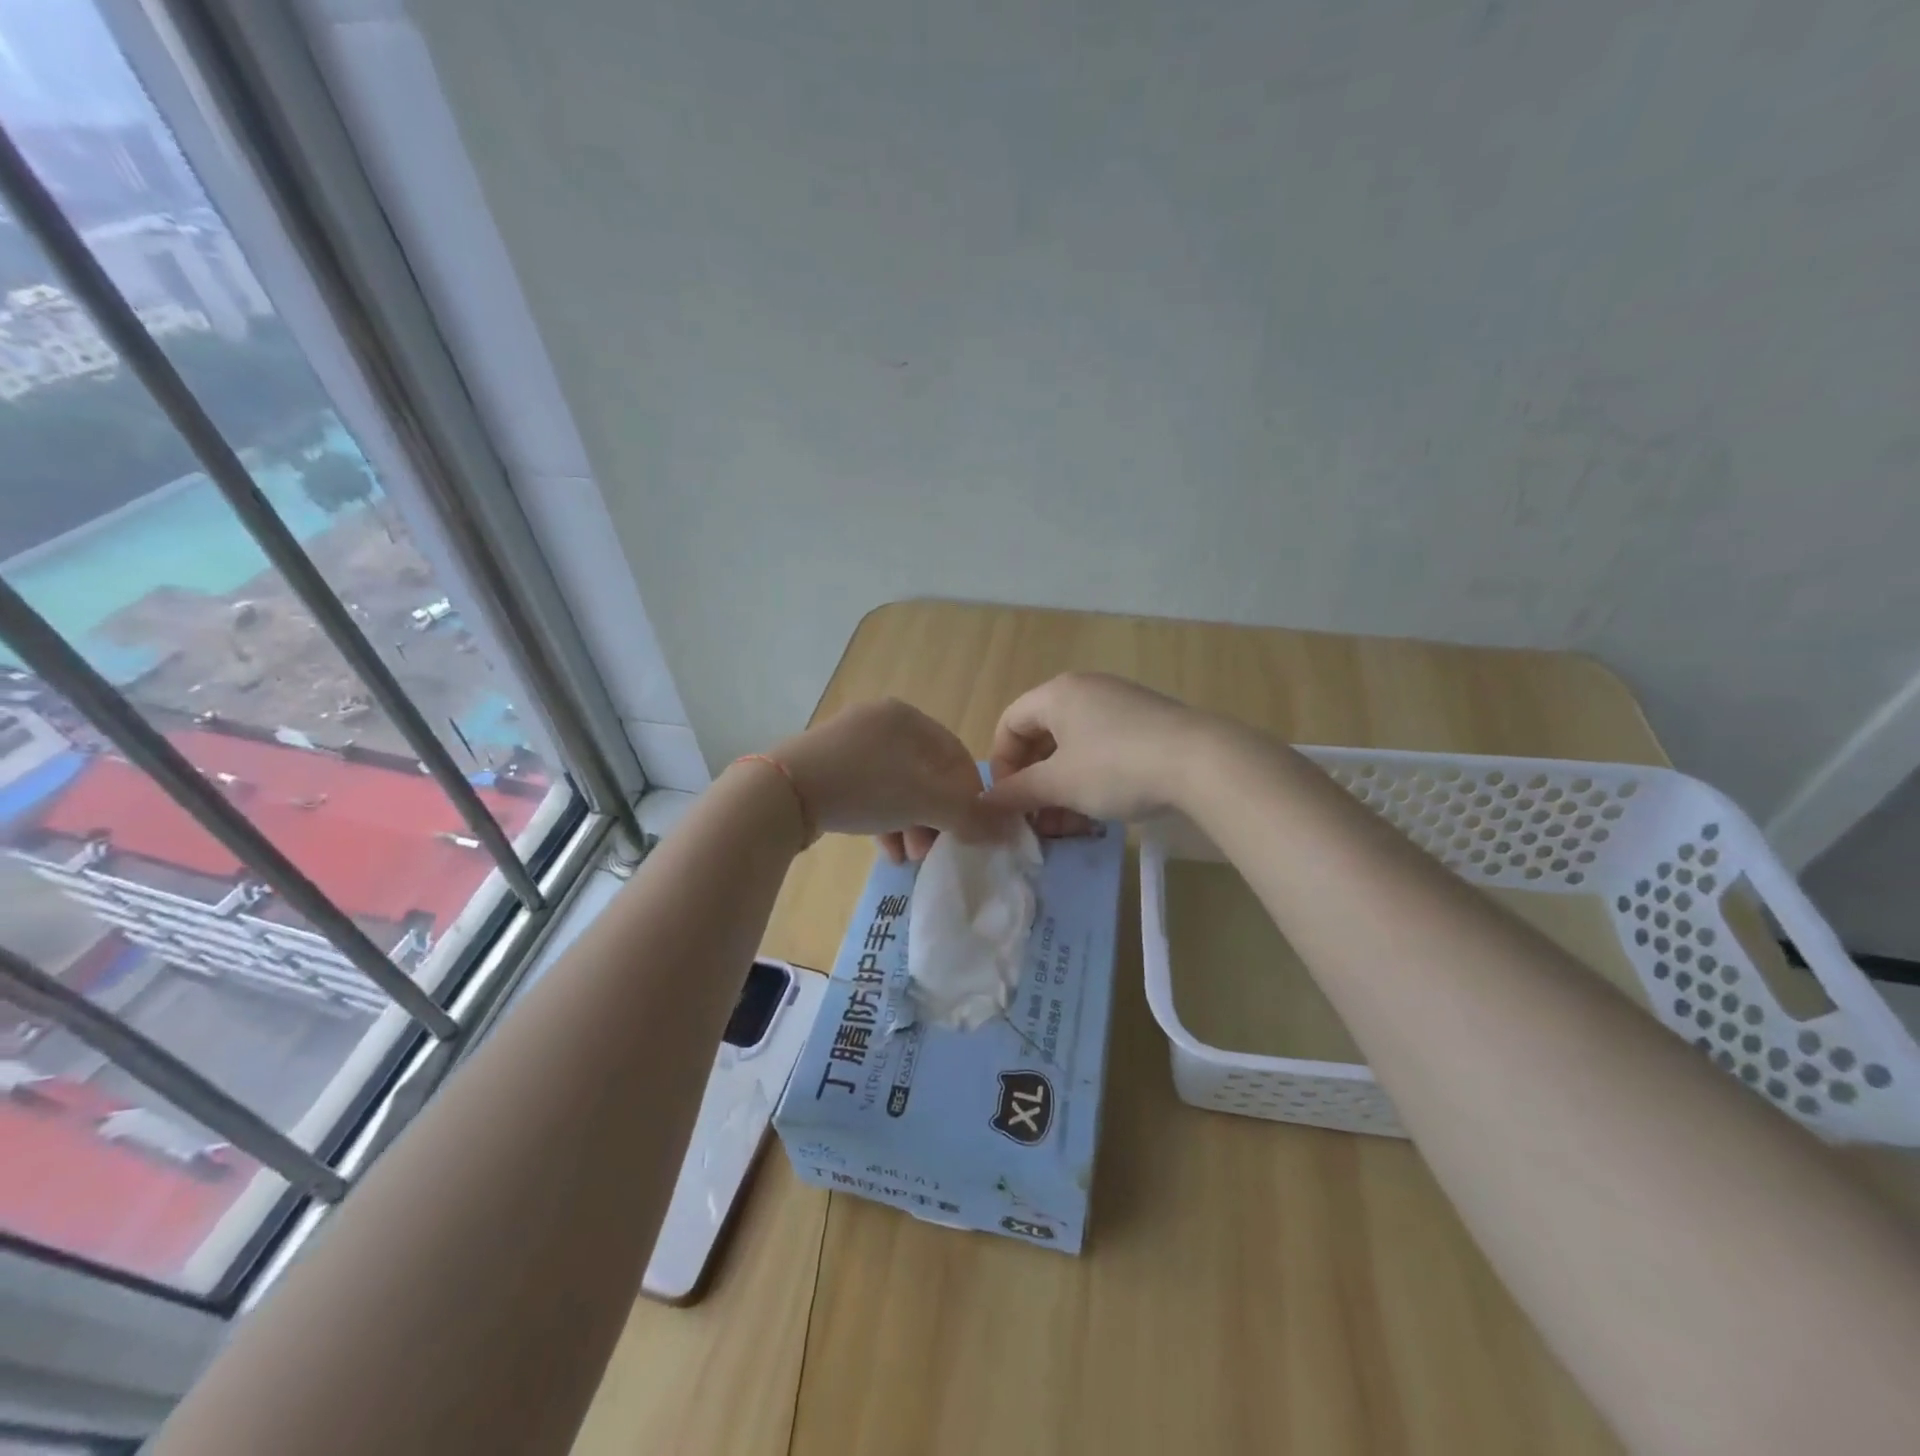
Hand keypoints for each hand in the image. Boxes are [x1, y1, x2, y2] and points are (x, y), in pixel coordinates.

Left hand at [770, 698, 1005, 862]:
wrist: (782, 792)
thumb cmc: (865, 787)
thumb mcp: (925, 802)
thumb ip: (969, 815)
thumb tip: (1005, 831)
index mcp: (907, 718)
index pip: (955, 757)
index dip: (970, 798)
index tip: (971, 832)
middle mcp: (880, 722)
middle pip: (925, 775)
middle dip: (936, 817)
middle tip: (935, 850)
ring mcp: (848, 743)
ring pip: (895, 786)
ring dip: (910, 824)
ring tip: (910, 858)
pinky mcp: (824, 766)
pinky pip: (867, 792)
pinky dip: (882, 820)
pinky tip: (886, 850)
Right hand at [982, 672, 1210, 821]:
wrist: (1202, 762)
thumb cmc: (1116, 767)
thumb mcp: (1060, 784)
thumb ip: (1017, 792)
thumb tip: (984, 802)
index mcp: (1058, 694)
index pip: (1010, 723)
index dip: (1002, 764)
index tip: (1009, 801)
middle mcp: (1086, 691)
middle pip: (1042, 736)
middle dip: (1034, 783)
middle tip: (1036, 820)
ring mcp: (1120, 706)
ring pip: (1074, 749)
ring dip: (1062, 788)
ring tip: (1066, 827)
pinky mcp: (1147, 725)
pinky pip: (1103, 750)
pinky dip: (1091, 780)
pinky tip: (1098, 814)